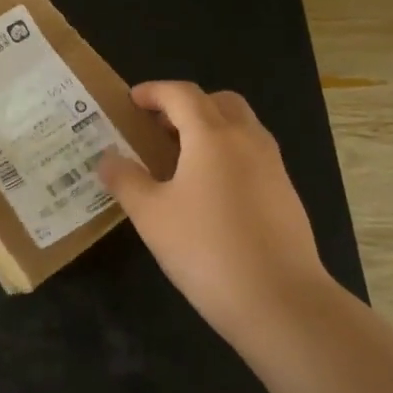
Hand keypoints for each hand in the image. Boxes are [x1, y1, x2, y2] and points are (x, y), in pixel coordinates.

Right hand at [97, 81, 332, 341]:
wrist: (279, 300)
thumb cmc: (205, 249)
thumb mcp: (150, 215)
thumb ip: (125, 180)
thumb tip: (107, 158)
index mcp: (212, 136)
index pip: (181, 94)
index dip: (153, 92)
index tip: (131, 101)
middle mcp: (247, 140)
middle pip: (218, 101)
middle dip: (186, 105)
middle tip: (157, 126)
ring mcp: (273, 167)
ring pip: (241, 127)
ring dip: (209, 128)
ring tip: (178, 158)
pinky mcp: (285, 194)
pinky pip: (252, 154)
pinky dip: (226, 153)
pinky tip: (207, 190)